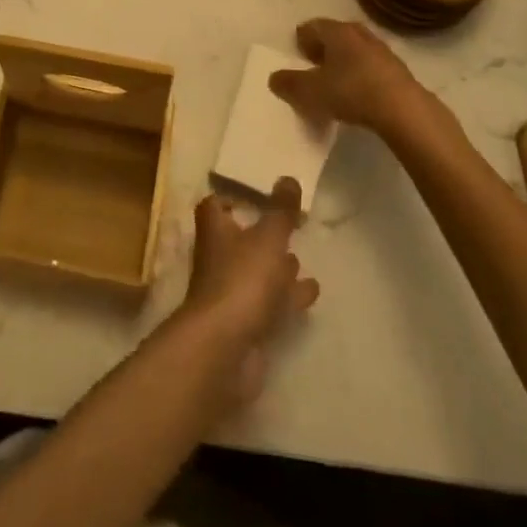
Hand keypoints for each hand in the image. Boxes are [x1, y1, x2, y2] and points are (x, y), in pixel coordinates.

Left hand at [177, 179, 317, 406]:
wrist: (226, 348)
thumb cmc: (242, 280)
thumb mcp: (268, 238)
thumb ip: (280, 210)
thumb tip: (288, 177)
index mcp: (215, 230)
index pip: (215, 206)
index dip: (232, 198)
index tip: (256, 195)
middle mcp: (218, 258)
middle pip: (238, 240)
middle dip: (260, 235)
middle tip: (286, 226)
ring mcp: (231, 293)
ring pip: (256, 273)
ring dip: (277, 267)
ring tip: (300, 259)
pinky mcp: (246, 323)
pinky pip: (270, 302)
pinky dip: (288, 296)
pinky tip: (311, 292)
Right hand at [268, 18, 458, 142]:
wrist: (404, 110)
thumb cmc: (351, 92)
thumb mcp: (309, 92)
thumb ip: (288, 84)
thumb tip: (275, 78)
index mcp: (337, 32)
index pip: (312, 26)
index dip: (301, 39)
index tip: (297, 55)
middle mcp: (359, 34)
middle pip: (335, 35)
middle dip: (323, 48)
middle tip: (314, 66)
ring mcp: (382, 51)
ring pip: (355, 50)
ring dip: (344, 62)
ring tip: (335, 83)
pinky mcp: (398, 71)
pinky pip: (371, 67)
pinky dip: (361, 75)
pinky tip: (358, 95)